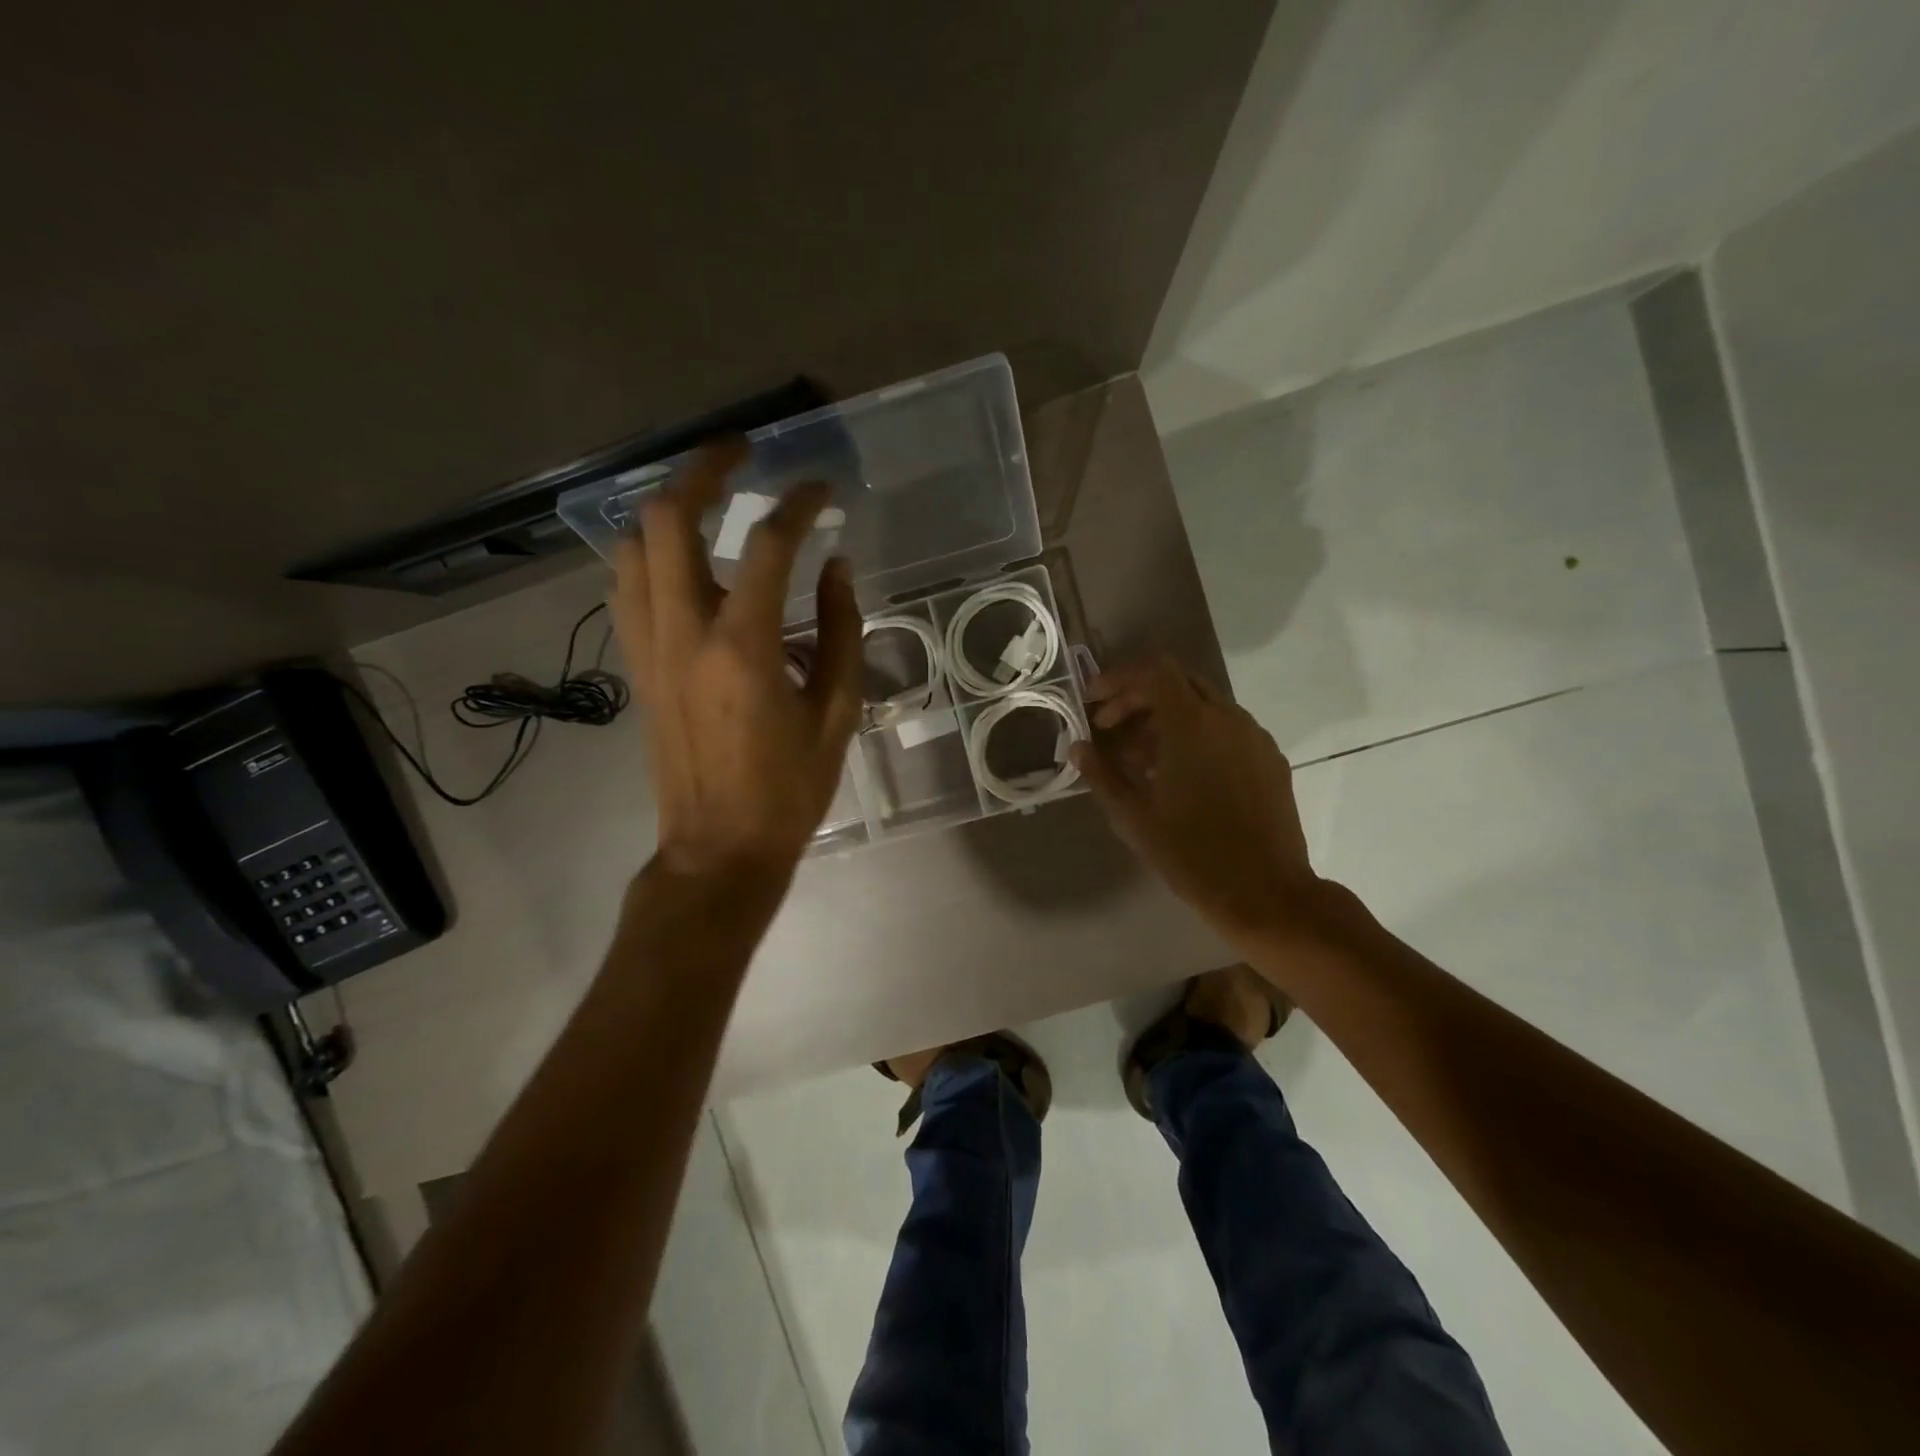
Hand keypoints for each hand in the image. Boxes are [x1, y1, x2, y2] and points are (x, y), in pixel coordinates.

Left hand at [611, 443, 861, 881]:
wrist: (718, 849)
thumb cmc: (788, 789)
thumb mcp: (836, 713)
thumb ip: (841, 633)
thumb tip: (837, 568)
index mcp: (744, 647)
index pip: (766, 545)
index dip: (798, 504)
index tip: (821, 488)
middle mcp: (684, 632)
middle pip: (670, 518)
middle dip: (703, 468)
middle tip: (740, 452)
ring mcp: (649, 648)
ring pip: (634, 546)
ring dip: (667, 507)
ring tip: (707, 497)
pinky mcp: (636, 666)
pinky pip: (629, 587)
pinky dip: (651, 553)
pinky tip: (683, 559)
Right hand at [1070, 655, 1318, 939]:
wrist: (1265, 893)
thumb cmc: (1191, 853)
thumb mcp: (1134, 815)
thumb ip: (1102, 774)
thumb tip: (1078, 747)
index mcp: (1192, 724)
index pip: (1153, 670)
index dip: (1118, 678)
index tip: (1093, 702)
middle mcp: (1228, 718)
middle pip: (1178, 682)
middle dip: (1138, 696)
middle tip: (1109, 728)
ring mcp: (1255, 737)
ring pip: (1204, 706)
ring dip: (1166, 718)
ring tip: (1139, 757)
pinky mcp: (1270, 759)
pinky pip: (1227, 730)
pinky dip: (1196, 736)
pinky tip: (1180, 774)